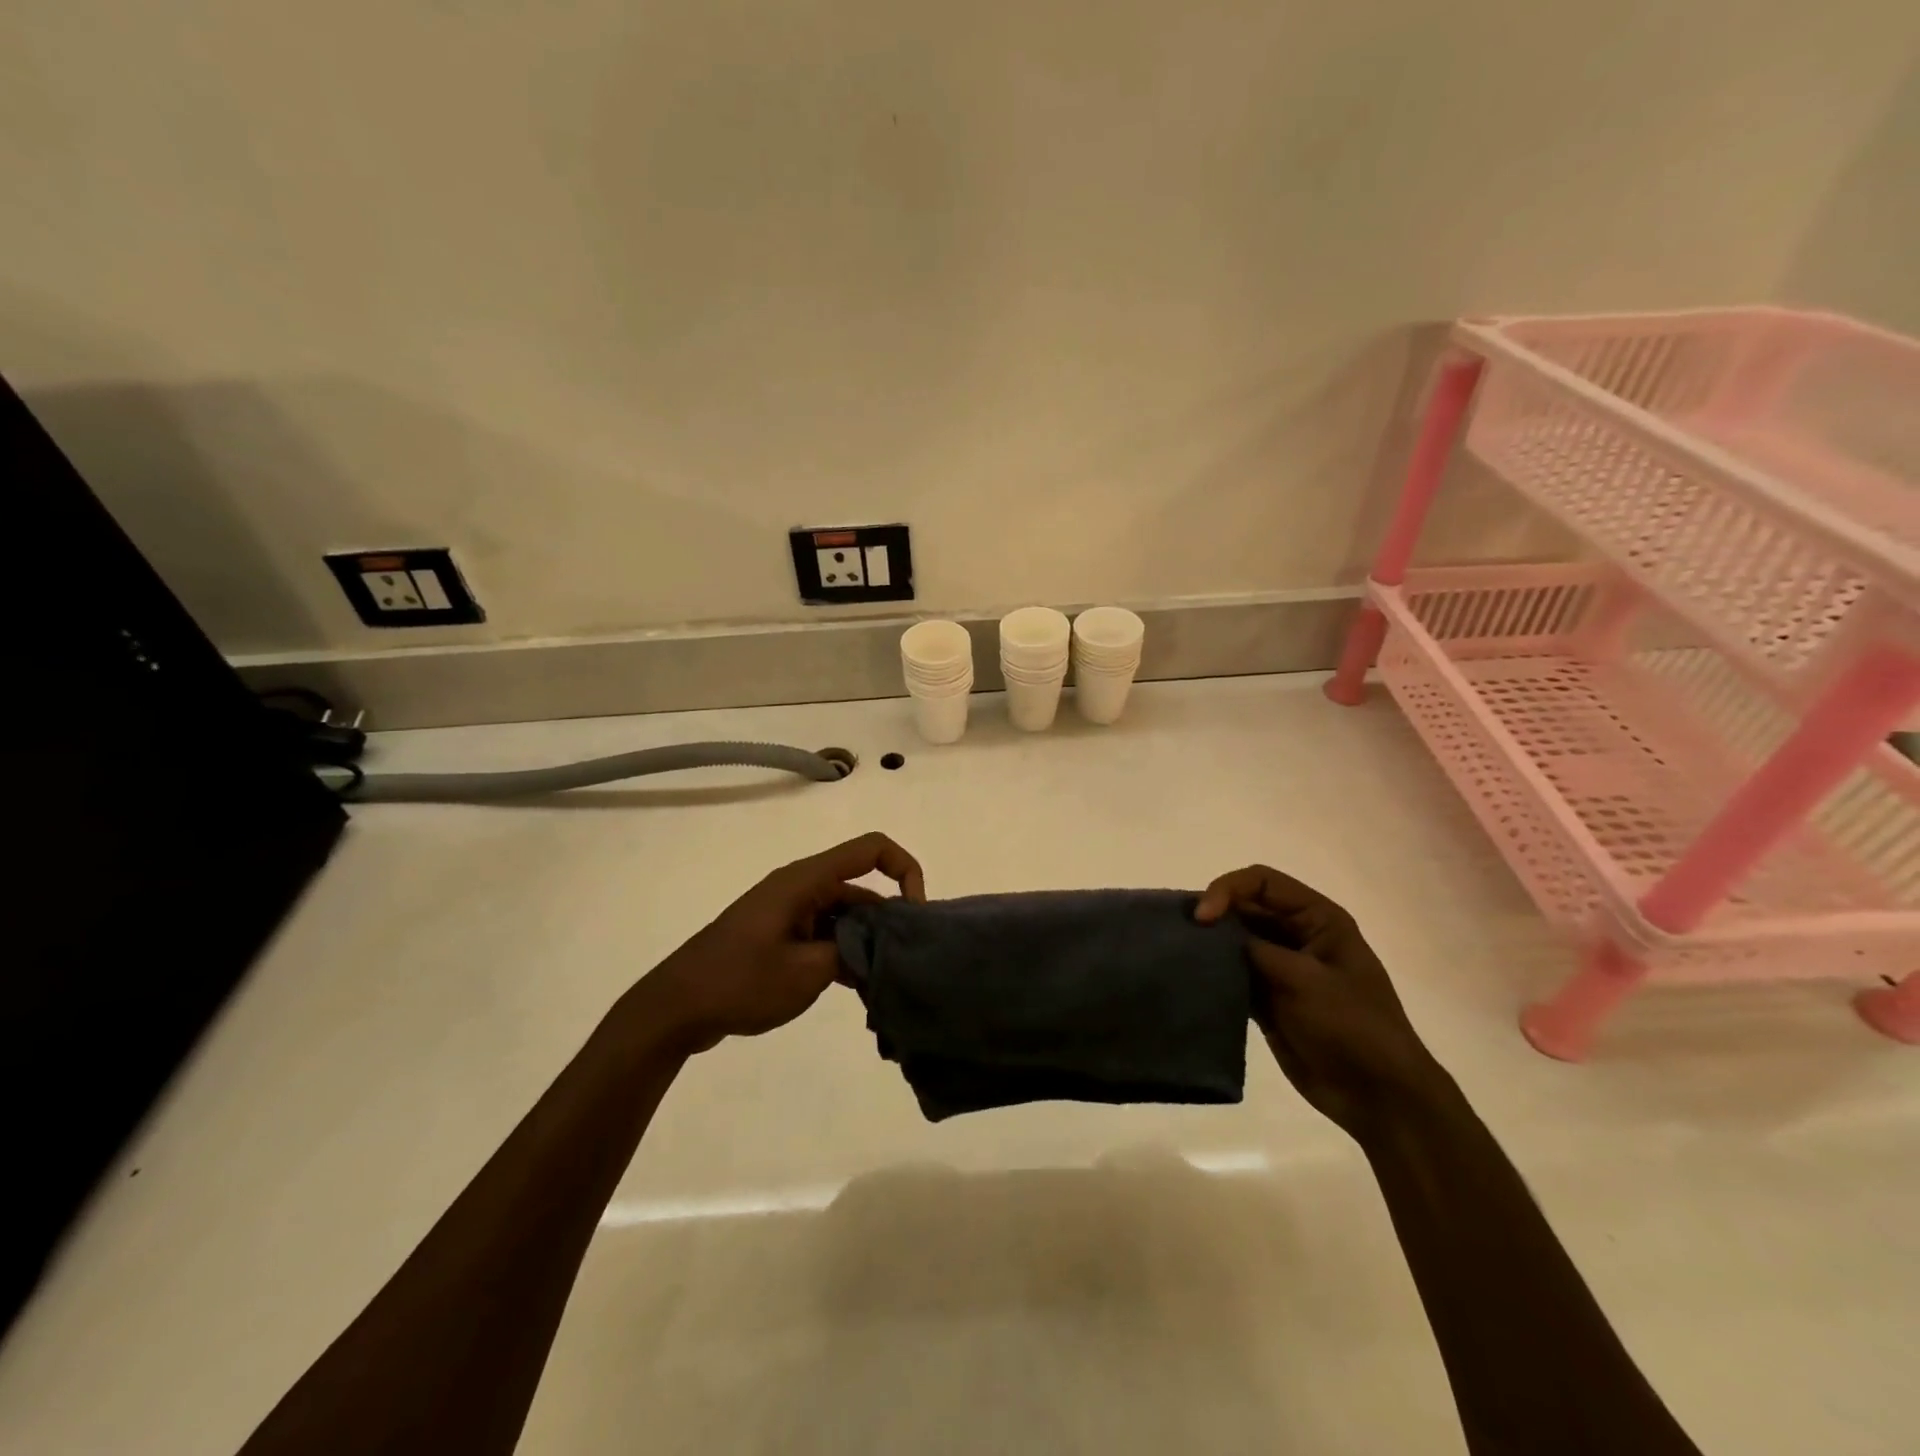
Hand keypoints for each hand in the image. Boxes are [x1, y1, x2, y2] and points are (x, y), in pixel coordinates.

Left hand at [634, 833, 925, 1055]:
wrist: (676, 1008)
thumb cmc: (740, 981)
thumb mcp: (807, 972)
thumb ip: (852, 953)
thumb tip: (879, 949)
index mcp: (806, 881)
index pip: (871, 850)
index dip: (904, 869)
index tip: (917, 914)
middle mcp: (801, 888)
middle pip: (861, 888)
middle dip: (889, 920)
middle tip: (907, 962)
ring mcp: (790, 913)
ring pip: (845, 917)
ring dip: (866, 943)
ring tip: (886, 982)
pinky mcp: (781, 937)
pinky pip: (825, 935)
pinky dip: (844, 955)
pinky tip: (858, 988)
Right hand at [1196, 865, 1445, 1140]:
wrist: (1378, 1096)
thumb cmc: (1352, 1027)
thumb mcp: (1306, 980)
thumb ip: (1257, 951)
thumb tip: (1213, 937)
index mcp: (1318, 919)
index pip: (1262, 882)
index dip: (1227, 890)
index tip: (1203, 918)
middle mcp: (1297, 935)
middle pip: (1244, 908)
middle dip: (1213, 916)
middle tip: (1181, 935)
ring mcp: (1281, 968)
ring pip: (1234, 941)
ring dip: (1210, 946)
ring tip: (1179, 956)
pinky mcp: (1267, 998)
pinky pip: (1233, 974)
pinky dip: (1213, 974)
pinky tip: (1191, 980)